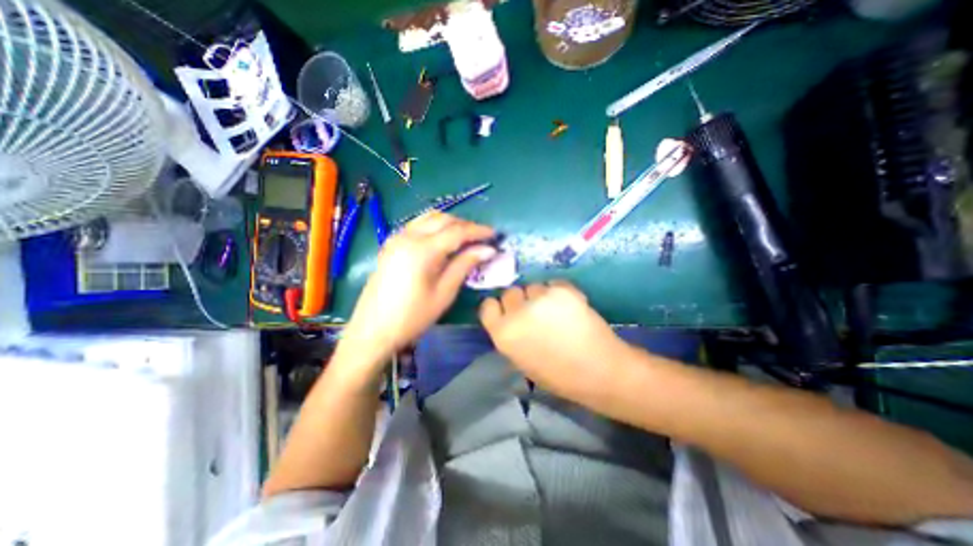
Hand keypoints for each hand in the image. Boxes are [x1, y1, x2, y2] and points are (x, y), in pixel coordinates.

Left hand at [342, 210, 493, 357]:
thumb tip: (487, 249)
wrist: (372, 330)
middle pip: (443, 219)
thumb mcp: (444, 293)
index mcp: (423, 250)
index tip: (495, 235)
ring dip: (450, 223)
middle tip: (482, 238)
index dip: (478, 231)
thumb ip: (464, 265)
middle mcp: (408, 236)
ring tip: (465, 237)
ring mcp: (396, 238)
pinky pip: (417, 225)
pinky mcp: (390, 244)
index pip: (457, 231)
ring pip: (428, 218)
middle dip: (465, 225)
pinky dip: (434, 227)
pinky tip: (442, 240)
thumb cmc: (412, 317)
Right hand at [478, 281, 630, 400]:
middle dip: (520, 300)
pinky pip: (553, 283)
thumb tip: (509, 317)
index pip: (488, 306)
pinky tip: (570, 307)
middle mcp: (517, 312)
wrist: (599, 371)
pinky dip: (559, 292)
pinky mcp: (562, 289)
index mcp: (503, 334)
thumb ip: (509, 335)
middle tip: (536, 312)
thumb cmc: (558, 375)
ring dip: (541, 295)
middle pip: (510, 292)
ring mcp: (540, 298)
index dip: (499, 308)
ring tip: (557, 311)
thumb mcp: (521, 360)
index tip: (509, 312)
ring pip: (533, 286)